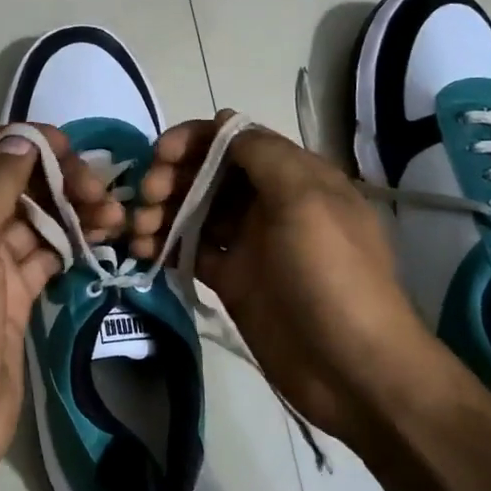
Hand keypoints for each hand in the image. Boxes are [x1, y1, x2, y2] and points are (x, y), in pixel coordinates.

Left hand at [0, 127, 123, 470]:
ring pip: (34, 219)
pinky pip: (46, 254)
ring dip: (72, 211)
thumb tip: (21, 138)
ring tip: (114, 217)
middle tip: (99, 189)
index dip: (19, 142)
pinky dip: (73, 242)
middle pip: (10, 184)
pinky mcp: (13, 293)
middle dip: (55, 179)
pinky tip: (103, 238)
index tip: (67, 144)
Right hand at [130, 110, 434, 441]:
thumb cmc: (331, 276)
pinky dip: (168, 246)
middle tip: (147, 200)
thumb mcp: (306, 202)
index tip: (160, 156)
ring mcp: (251, 243)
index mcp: (295, 176)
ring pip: (197, 211)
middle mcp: (271, 203)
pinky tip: (145, 253)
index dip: (194, 141)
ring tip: (139, 233)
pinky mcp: (234, 280)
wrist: (352, 369)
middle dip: (173, 177)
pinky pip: (194, 251)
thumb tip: (225, 120)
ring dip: (164, 212)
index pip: (236, 140)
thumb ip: (263, 155)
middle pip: (211, 174)